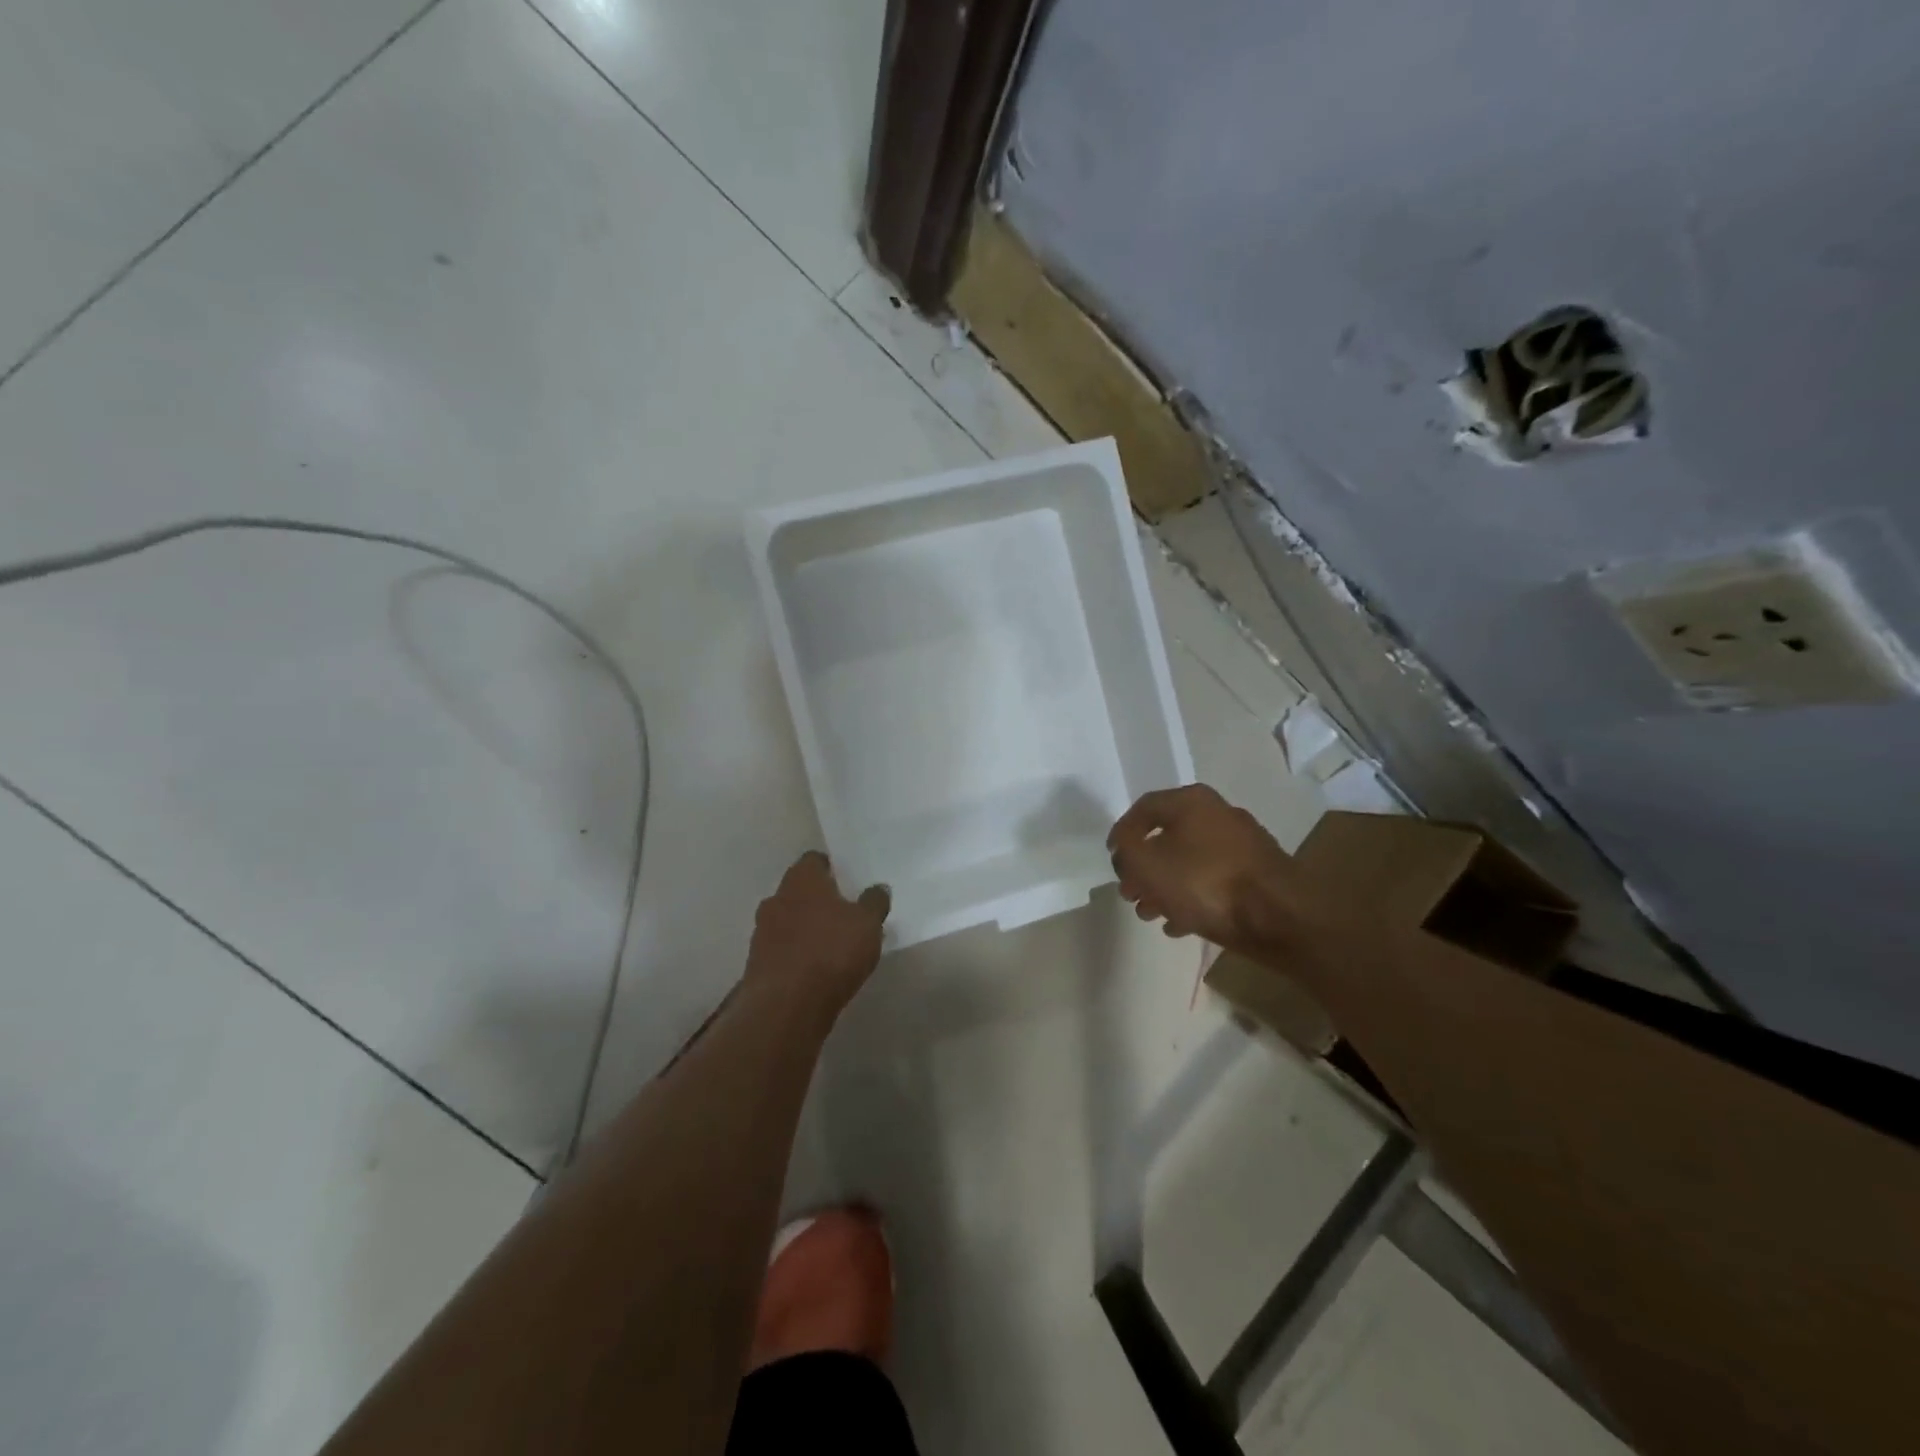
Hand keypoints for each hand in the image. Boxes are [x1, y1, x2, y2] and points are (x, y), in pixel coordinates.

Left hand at [744, 852, 890, 1019]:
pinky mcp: (756, 963)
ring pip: (787, 920)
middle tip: (842, 913)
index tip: (847, 881)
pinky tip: (814, 969)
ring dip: (804, 928)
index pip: (813, 860)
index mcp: (802, 879)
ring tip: (830, 944)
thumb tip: (878, 888)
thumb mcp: (868, 924)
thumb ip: (874, 902)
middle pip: (798, 890)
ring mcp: (761, 931)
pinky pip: (781, 949)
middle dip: (817, 899)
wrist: (786, 1005)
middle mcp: (776, 898)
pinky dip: (795, 953)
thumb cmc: (831, 951)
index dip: (831, 868)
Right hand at [1108, 785, 1298, 952]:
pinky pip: (1214, 881)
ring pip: (1190, 862)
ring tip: (1149, 913)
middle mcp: (1219, 814)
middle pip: (1168, 837)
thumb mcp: (1147, 865)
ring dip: (1165, 886)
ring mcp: (1243, 845)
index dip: (1121, 833)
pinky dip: (1192, 898)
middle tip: (1129, 891)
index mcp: (1191, 801)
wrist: (1279, 917)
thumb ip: (1126, 852)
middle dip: (1143, 866)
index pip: (1144, 808)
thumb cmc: (1204, 882)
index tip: (1112, 859)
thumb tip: (1125, 849)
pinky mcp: (1259, 875)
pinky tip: (1179, 924)